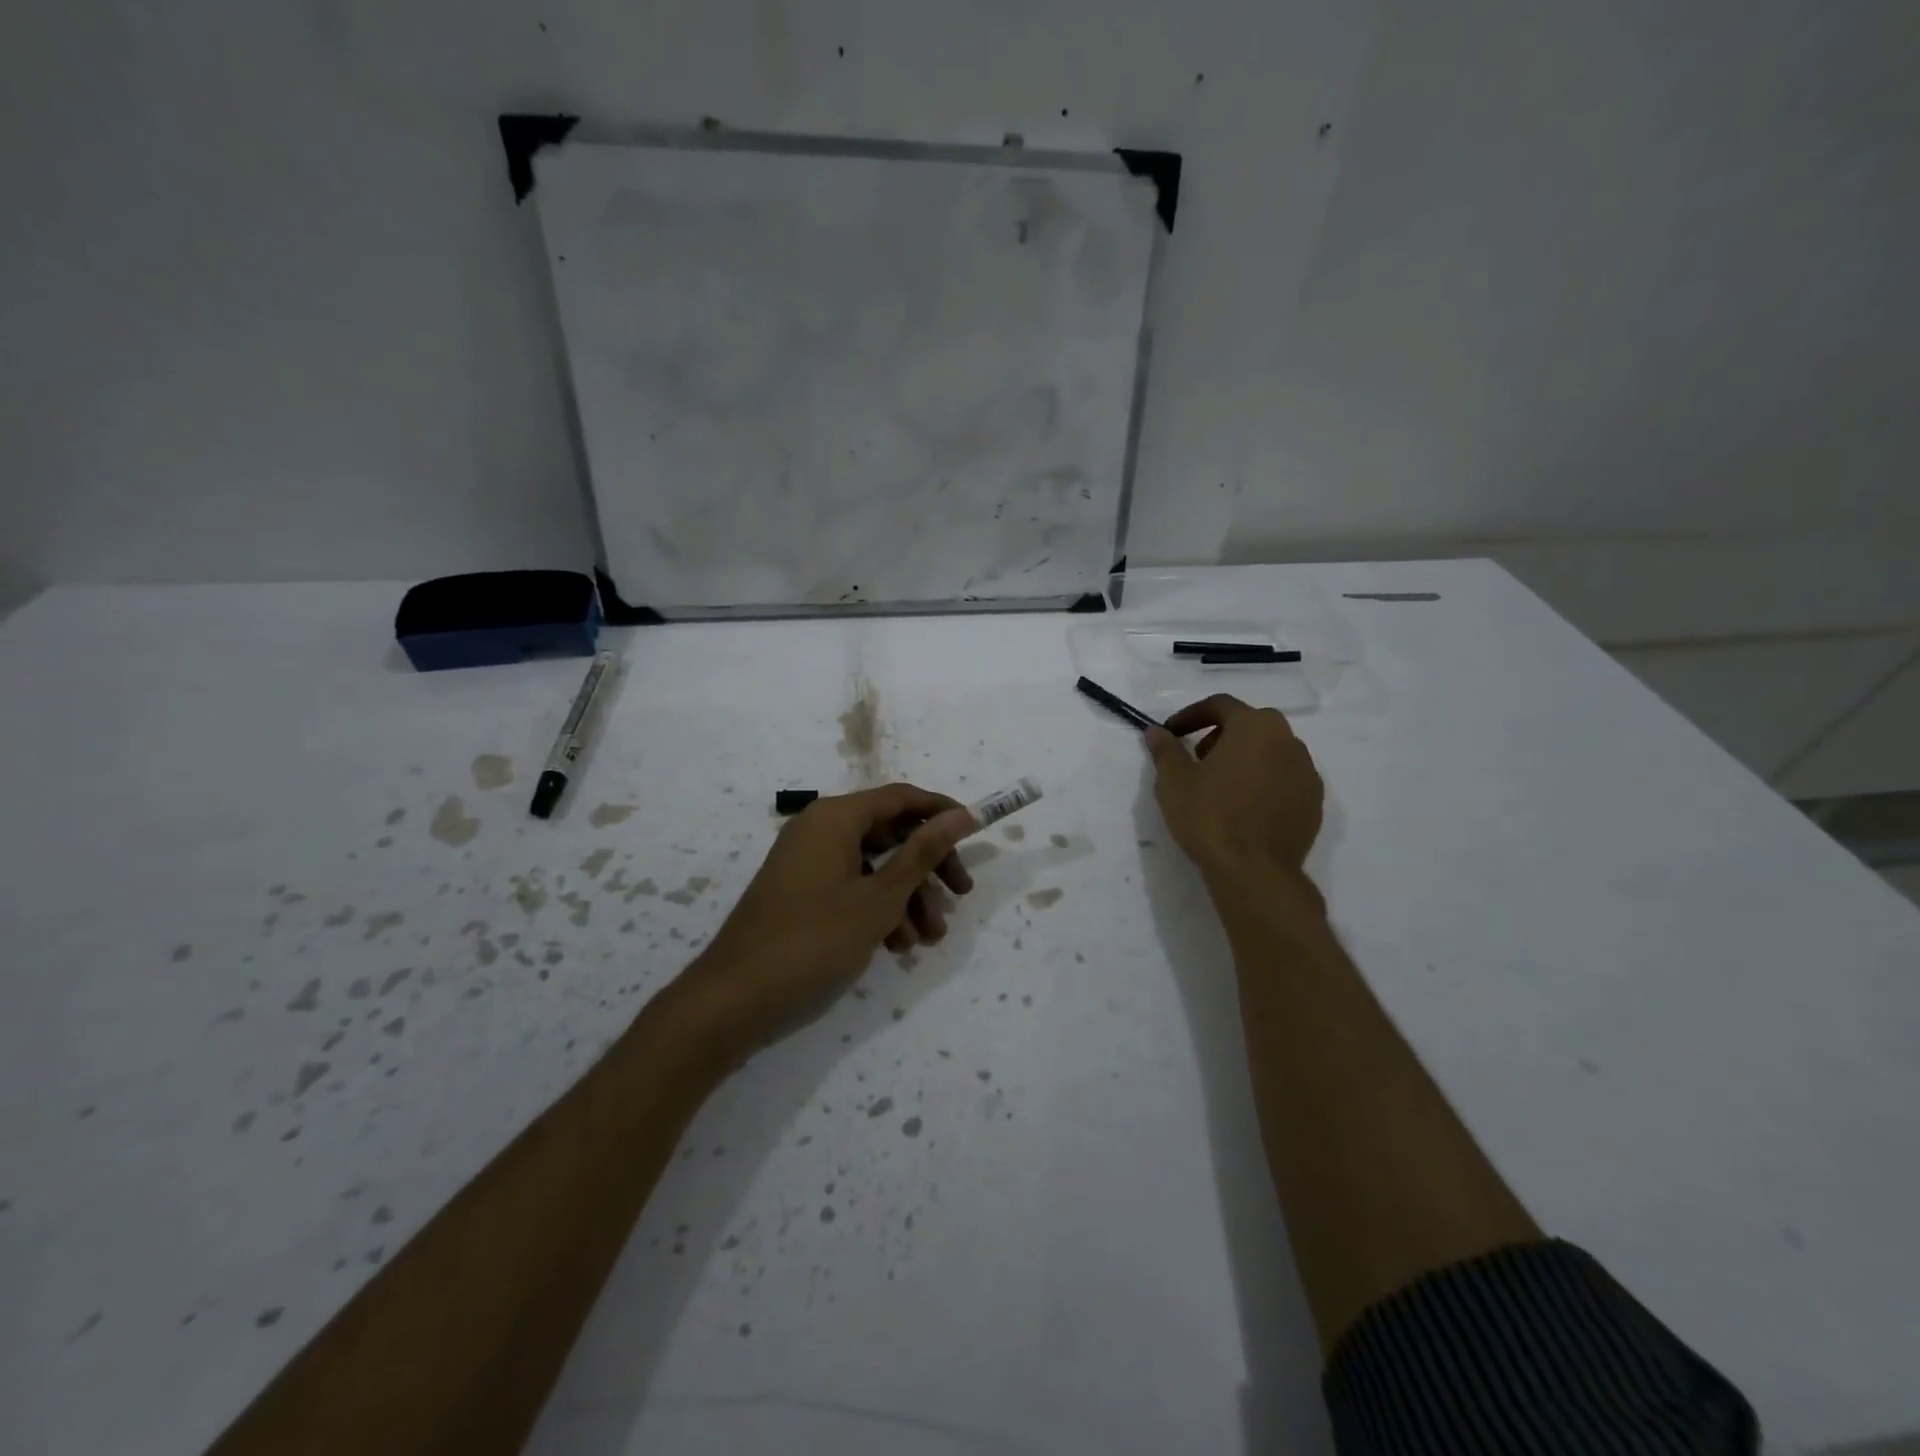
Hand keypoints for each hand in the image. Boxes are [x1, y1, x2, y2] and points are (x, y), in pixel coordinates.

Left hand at [675, 783, 975, 1054]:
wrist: (734, 998)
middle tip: (960, 895)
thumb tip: (962, 815)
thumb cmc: (814, 939)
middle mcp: (820, 829)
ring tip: (928, 938)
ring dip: (907, 897)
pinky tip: (896, 946)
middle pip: (890, 833)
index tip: (976, 834)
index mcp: (835, 817)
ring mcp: (808, 862)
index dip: (941, 812)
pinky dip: (878, 909)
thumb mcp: (880, 897)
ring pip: (873, 866)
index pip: (901, 798)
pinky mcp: (801, 892)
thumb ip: (922, 853)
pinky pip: (850, 887)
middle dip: (928, 867)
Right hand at [1146, 694, 1324, 882]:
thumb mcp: (1174, 781)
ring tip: (1221, 785)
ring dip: (1246, 757)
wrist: (1254, 871)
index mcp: (1253, 727)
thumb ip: (1166, 750)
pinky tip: (1245, 806)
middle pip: (1251, 724)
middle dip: (1222, 734)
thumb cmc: (1209, 817)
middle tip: (1198, 758)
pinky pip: (1285, 778)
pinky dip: (1265, 781)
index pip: (1220, 705)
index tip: (1172, 733)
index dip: (1191, 715)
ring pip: (1272, 751)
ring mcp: (1306, 772)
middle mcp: (1287, 740)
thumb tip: (1156, 732)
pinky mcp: (1314, 801)